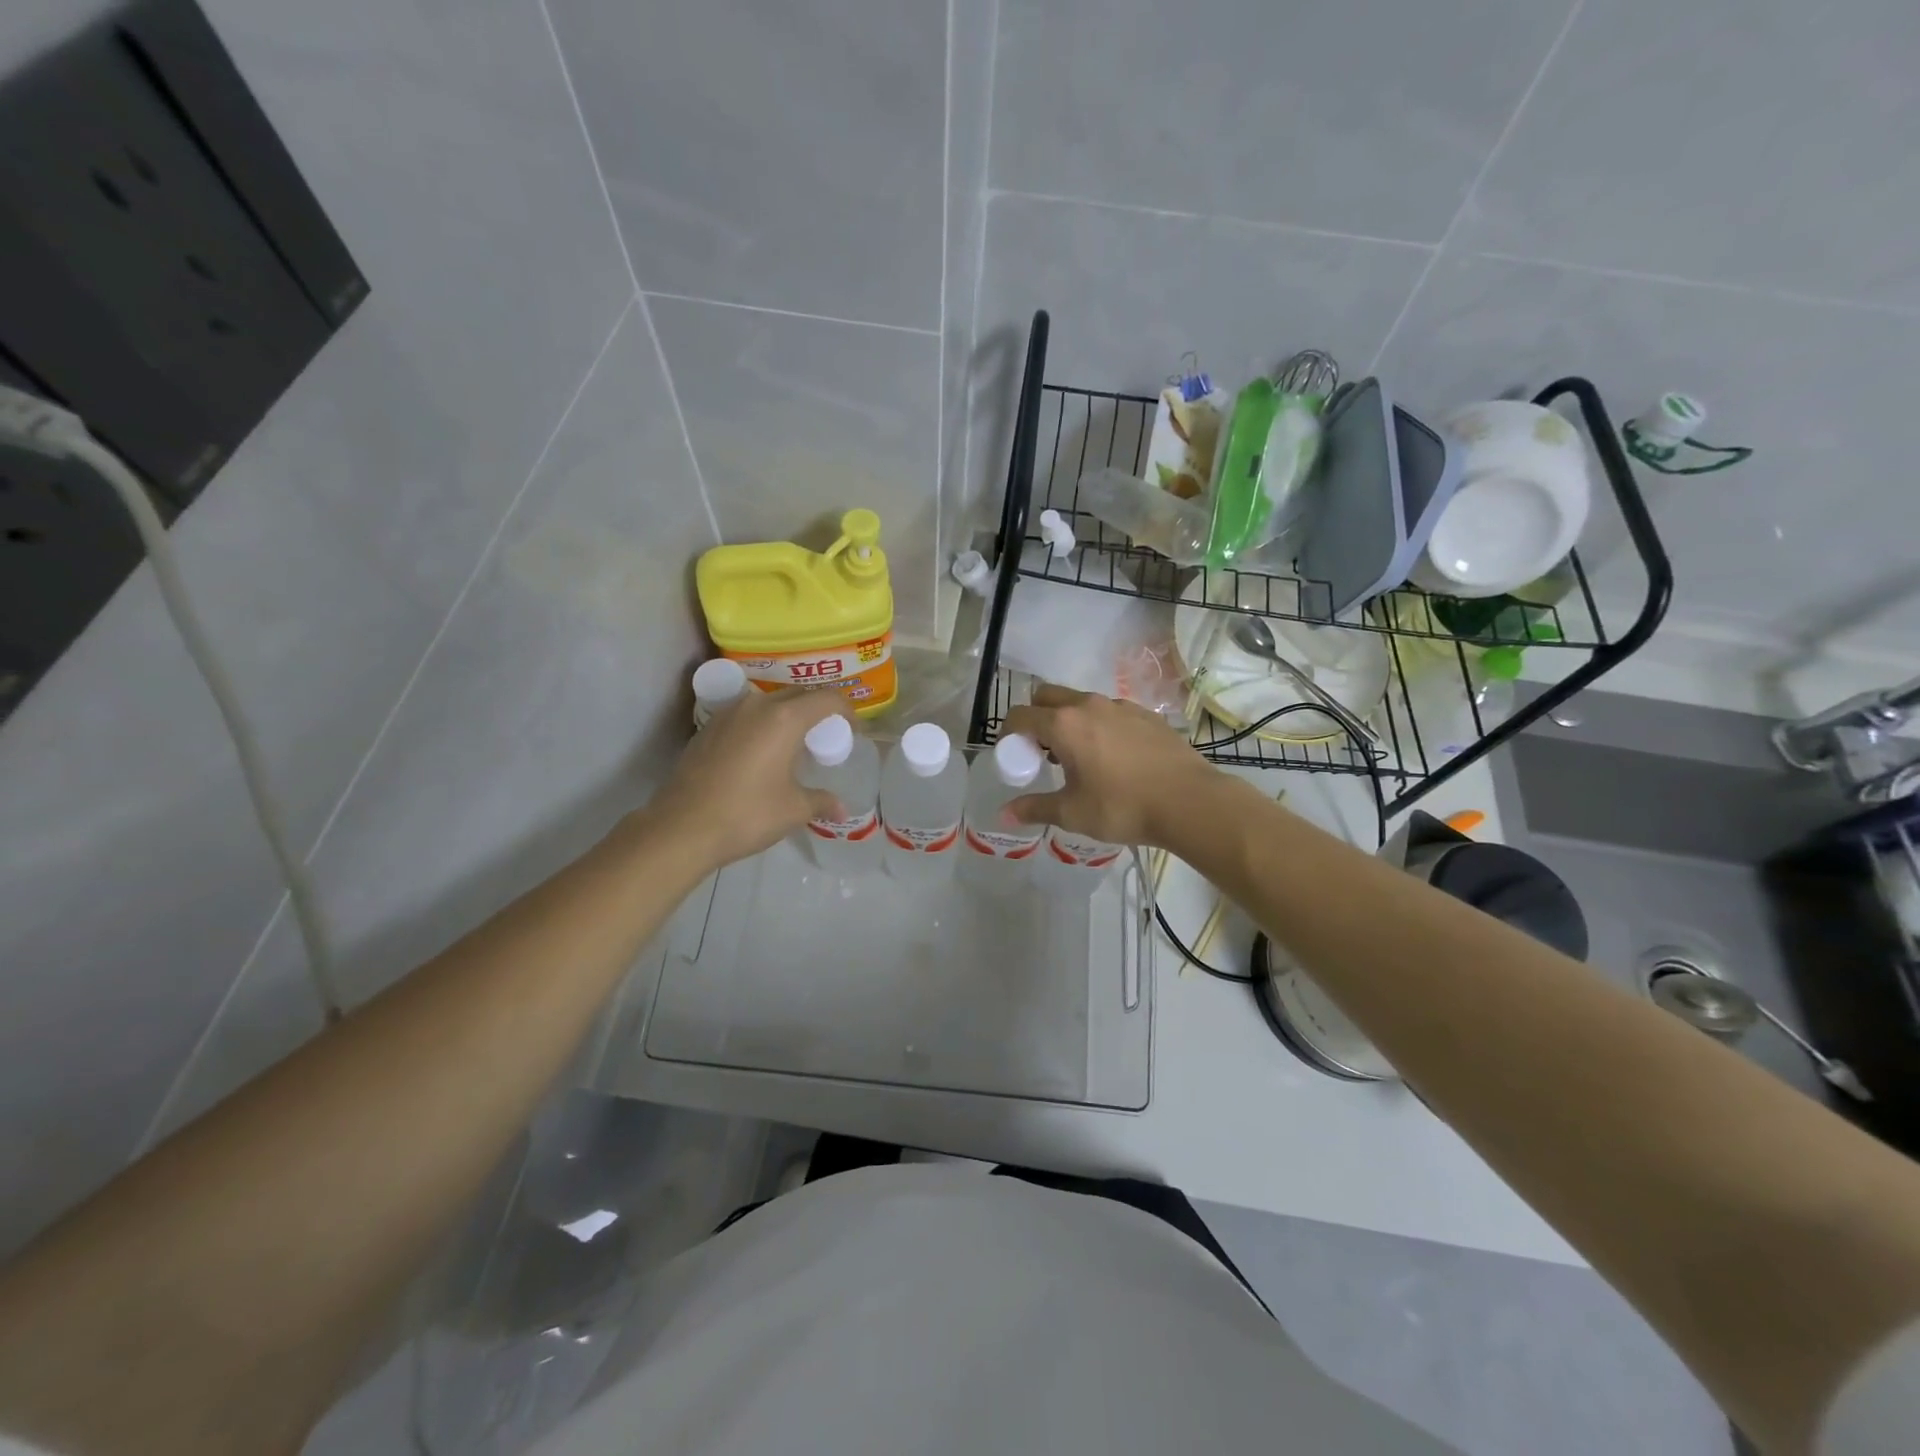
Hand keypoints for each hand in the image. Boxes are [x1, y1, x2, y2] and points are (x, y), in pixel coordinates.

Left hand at [647, 689, 844, 869]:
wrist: (681, 828)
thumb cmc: (747, 814)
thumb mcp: (793, 810)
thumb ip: (821, 801)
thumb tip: (841, 810)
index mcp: (785, 718)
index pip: (827, 698)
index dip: (846, 711)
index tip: (852, 730)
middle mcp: (757, 706)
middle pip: (798, 695)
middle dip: (817, 711)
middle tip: (825, 738)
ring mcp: (728, 714)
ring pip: (768, 703)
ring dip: (787, 716)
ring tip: (793, 745)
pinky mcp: (707, 728)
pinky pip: (745, 717)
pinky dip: (761, 726)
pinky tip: (760, 755)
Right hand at [1003, 684, 1222, 848]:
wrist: (1190, 801)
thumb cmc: (1123, 807)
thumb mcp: (1073, 813)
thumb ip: (1035, 809)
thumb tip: (1005, 814)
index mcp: (1064, 725)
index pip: (1020, 715)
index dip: (1008, 733)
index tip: (1013, 755)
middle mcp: (1088, 705)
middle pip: (1047, 696)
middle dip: (1036, 717)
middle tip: (1041, 751)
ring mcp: (1120, 706)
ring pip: (1080, 701)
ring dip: (1068, 720)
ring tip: (1078, 757)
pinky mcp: (1145, 714)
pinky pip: (1109, 711)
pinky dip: (1099, 725)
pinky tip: (1112, 757)